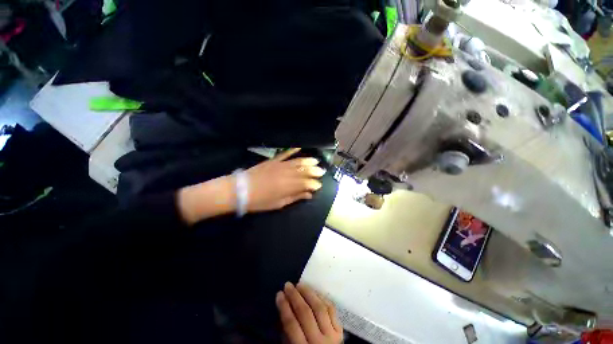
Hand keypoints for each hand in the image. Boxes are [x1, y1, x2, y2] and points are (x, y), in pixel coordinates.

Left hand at [245, 148, 324, 212]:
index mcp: (289, 186)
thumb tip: (308, 195)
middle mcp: (288, 174)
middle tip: (322, 171)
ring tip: (316, 161)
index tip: (319, 185)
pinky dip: (292, 150)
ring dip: (308, 161)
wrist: (240, 190)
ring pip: (298, 162)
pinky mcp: (273, 160)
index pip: (307, 183)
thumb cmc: (260, 201)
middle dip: (314, 171)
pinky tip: (299, 147)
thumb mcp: (278, 203)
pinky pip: (285, 154)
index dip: (314, 184)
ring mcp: (280, 165)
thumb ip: (295, 197)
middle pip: (304, 171)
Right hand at [276, 282, 342, 343]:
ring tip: (300, 285)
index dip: (284, 307)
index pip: (291, 324)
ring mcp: (332, 335)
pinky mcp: (340, 331)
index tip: (279, 294)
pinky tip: (314, 292)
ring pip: (319, 308)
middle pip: (305, 313)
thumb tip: (284, 309)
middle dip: (295, 296)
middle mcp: (318, 342)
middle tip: (288, 285)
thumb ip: (287, 334)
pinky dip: (322, 298)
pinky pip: (331, 309)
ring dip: (309, 293)